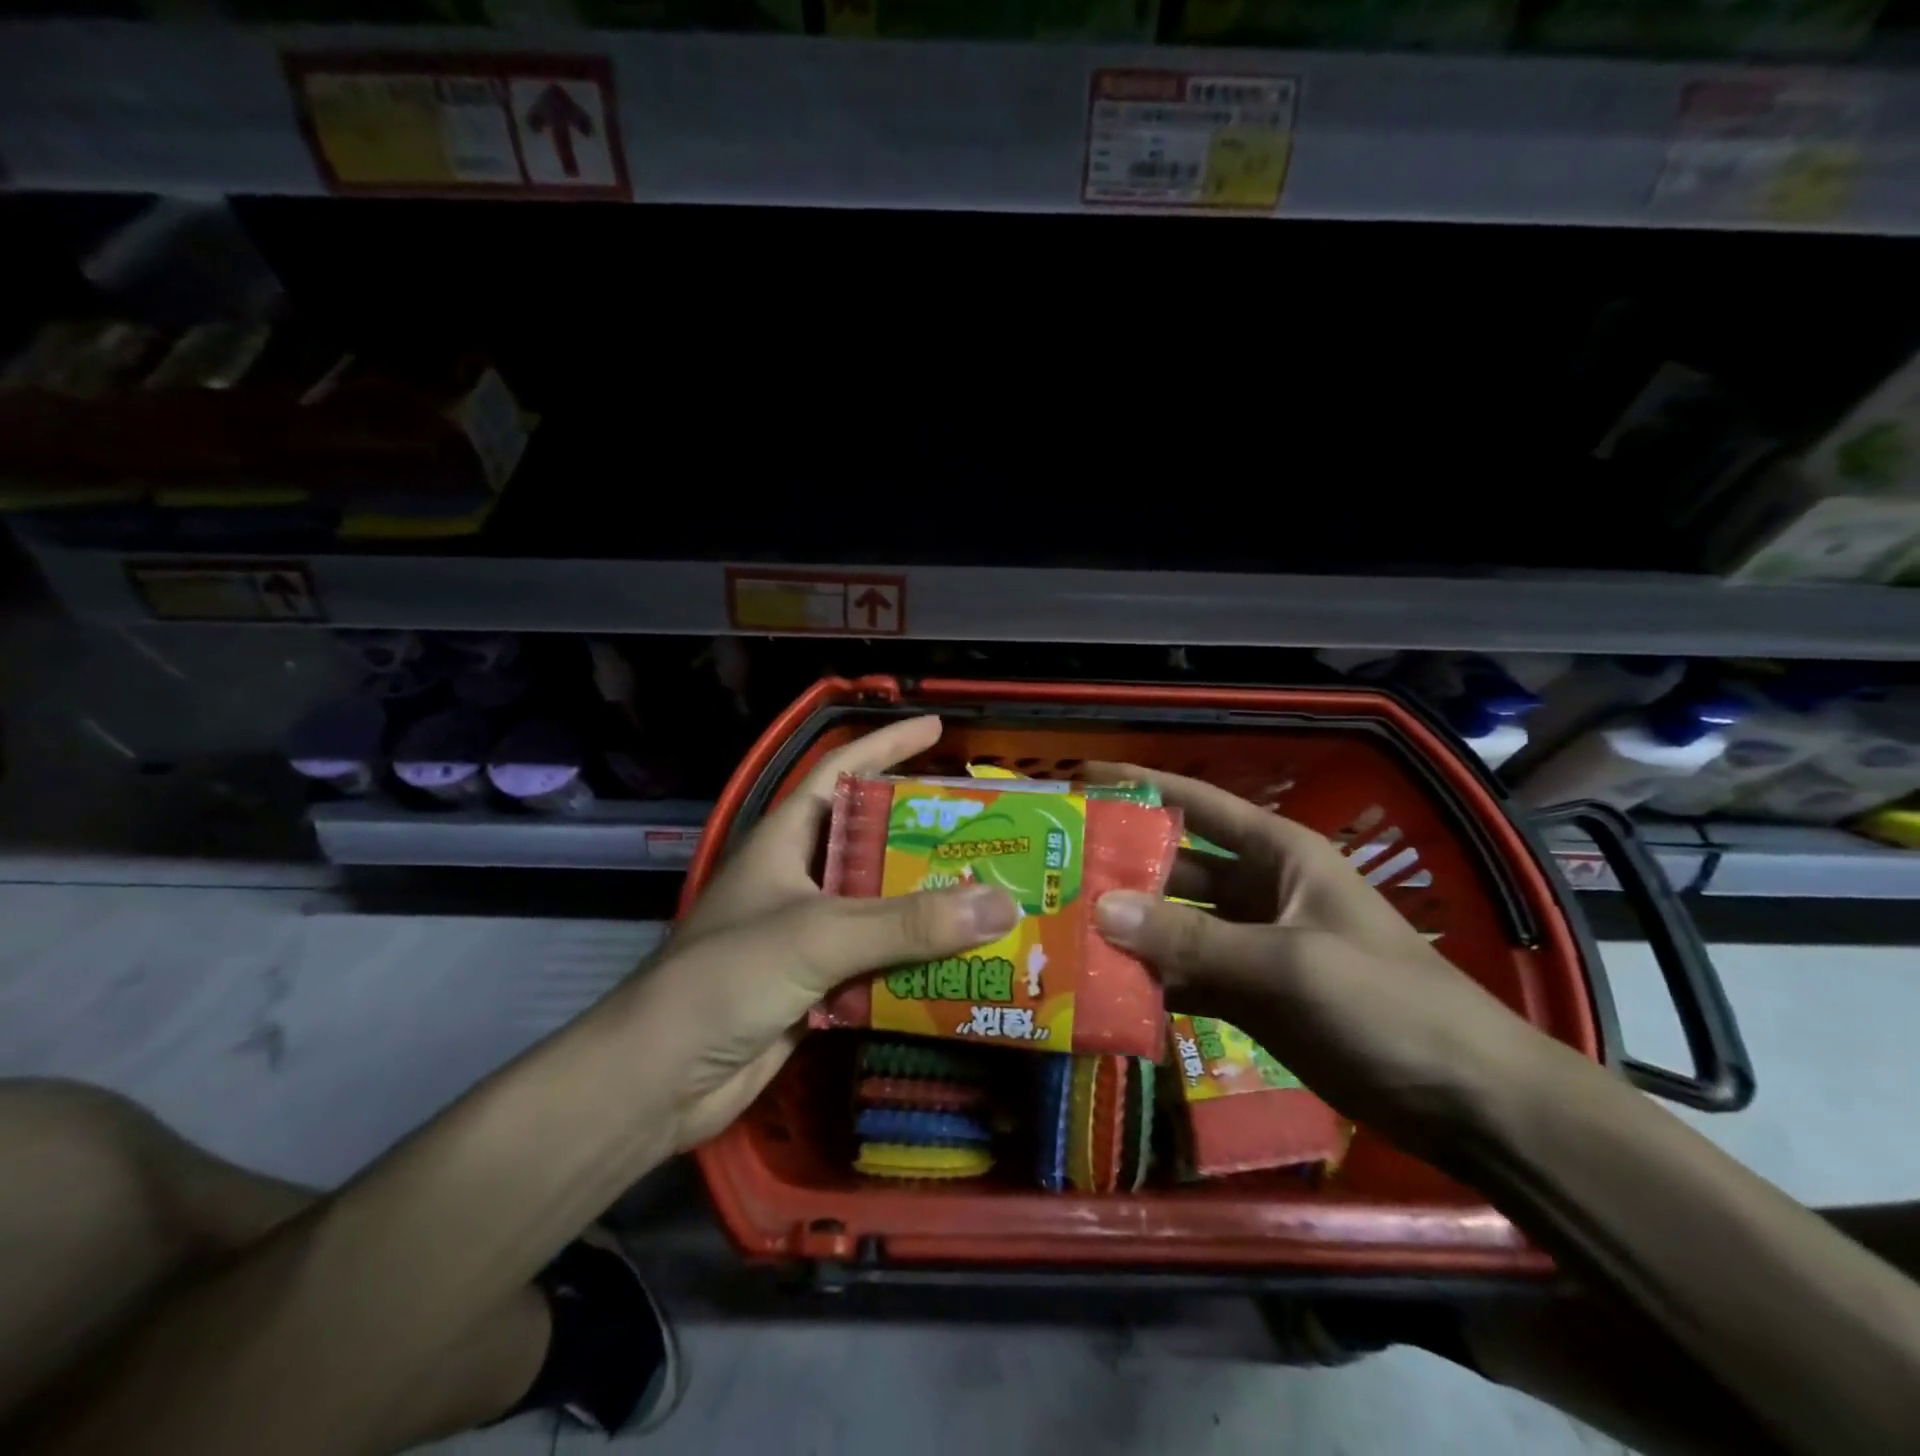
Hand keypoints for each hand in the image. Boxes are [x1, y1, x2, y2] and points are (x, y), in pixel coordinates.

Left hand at [634, 716, 1016, 1150]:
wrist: (658, 1079)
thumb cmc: (726, 978)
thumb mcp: (819, 934)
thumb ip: (908, 922)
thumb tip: (1001, 904)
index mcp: (786, 839)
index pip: (840, 771)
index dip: (887, 745)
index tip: (936, 729)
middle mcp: (799, 877)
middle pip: (874, 842)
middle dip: (927, 837)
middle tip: (987, 832)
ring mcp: (807, 932)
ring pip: (881, 907)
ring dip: (929, 906)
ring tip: (992, 896)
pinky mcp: (816, 984)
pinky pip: (878, 961)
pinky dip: (916, 962)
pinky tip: (962, 964)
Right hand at [1089, 764, 1556, 1159]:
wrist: (1467, 1101)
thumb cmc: (1386, 1003)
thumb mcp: (1288, 963)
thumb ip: (1192, 940)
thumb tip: (1099, 910)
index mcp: (1278, 854)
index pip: (1197, 804)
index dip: (1140, 785)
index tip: (1080, 777)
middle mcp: (1258, 890)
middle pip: (1174, 867)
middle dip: (1119, 868)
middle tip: (1050, 871)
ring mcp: (1251, 945)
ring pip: (1173, 925)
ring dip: (1127, 929)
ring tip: (1059, 928)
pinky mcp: (1248, 995)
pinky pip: (1184, 976)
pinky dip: (1148, 980)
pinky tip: (1100, 987)